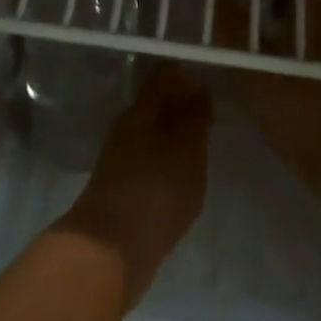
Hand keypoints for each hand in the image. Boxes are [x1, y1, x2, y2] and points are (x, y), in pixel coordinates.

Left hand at [55, 64, 211, 311]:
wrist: (111, 248)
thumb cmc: (156, 190)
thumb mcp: (186, 149)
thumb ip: (194, 117)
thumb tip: (197, 86)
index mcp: (140, 112)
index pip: (162, 77)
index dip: (183, 73)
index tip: (205, 74)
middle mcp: (125, 129)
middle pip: (154, 105)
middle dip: (178, 102)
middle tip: (209, 106)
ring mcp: (120, 160)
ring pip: (150, 132)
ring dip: (172, 131)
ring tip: (201, 138)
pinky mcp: (121, 188)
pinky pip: (148, 159)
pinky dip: (166, 158)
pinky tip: (182, 170)